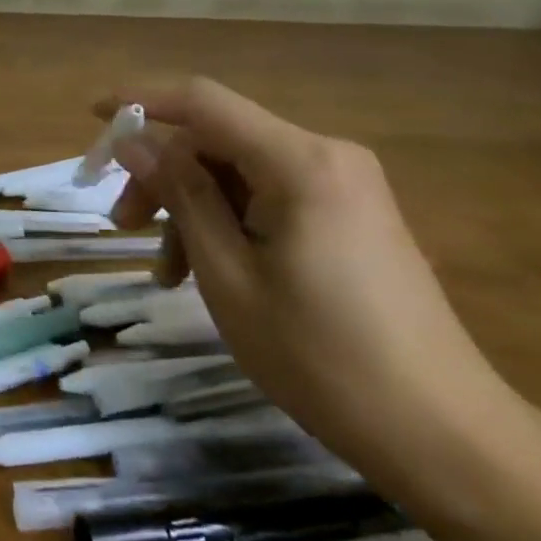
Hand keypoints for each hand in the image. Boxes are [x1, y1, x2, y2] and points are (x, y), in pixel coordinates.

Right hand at [101, 78, 521, 486]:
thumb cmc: (323, 359)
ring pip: (239, 171)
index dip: (141, 100)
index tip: (91, 116)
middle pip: (218, 139)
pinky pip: (268, 196)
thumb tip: (134, 142)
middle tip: (122, 224)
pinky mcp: (350, 215)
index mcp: (300, 161)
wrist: (448, 439)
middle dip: (163, 175)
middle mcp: (325, 155)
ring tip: (163, 272)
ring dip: (192, 207)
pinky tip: (206, 272)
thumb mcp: (229, 275)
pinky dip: (228, 223)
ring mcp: (343, 185)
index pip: (202, 101)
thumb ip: (180, 195)